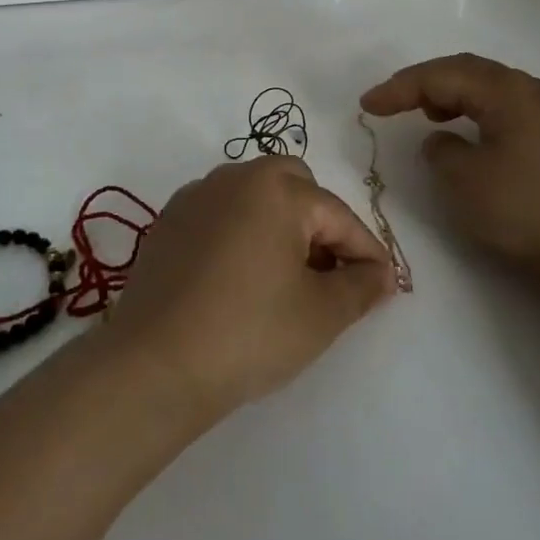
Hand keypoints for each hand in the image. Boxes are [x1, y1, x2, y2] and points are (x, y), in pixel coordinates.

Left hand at [105, 157, 398, 420]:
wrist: (157, 362)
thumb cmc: (250, 332)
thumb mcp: (321, 314)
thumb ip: (361, 286)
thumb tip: (380, 273)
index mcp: (276, 188)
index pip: (337, 214)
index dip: (366, 250)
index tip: (382, 284)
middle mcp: (234, 177)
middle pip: (293, 185)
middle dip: (319, 222)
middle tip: (328, 271)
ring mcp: (195, 196)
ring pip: (253, 195)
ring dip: (278, 224)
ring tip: (286, 277)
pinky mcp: (168, 220)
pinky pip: (219, 213)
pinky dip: (240, 231)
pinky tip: (240, 277)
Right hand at [360, 54, 539, 285]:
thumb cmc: (528, 210)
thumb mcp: (466, 181)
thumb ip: (441, 151)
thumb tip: (444, 140)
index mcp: (507, 90)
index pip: (441, 75)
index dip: (399, 88)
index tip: (366, 105)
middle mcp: (530, 90)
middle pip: (466, 72)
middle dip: (423, 84)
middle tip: (389, 101)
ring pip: (486, 89)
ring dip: (449, 96)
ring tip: (424, 113)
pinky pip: (502, 109)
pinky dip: (473, 113)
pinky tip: (465, 134)